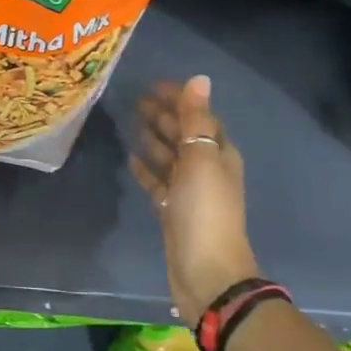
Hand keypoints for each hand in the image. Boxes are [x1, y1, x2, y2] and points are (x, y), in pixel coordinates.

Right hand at [129, 76, 260, 321]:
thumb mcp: (201, 159)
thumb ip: (196, 120)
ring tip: (131, 122)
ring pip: (169, 157)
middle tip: (135, 100)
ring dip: (154, 139)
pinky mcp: (173, 210)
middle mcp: (207, 169)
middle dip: (164, 116)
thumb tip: (199, 79)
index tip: (152, 84)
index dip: (180, 99)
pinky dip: (147, 169)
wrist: (206, 271)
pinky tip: (131, 159)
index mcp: (219, 153)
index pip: (200, 116)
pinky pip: (158, 182)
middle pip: (184, 135)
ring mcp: (189, 191)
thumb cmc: (205, 211)